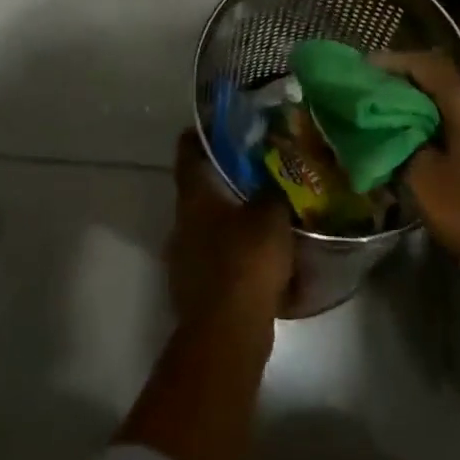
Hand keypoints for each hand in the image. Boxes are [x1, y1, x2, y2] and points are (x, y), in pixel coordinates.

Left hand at [167, 130, 294, 325]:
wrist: (228, 335)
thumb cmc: (246, 261)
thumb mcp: (271, 214)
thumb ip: (274, 189)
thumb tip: (277, 175)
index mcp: (193, 197)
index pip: (188, 151)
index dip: (203, 133)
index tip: (225, 124)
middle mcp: (182, 223)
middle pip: (200, 190)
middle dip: (226, 180)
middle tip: (259, 169)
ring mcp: (186, 260)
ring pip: (210, 227)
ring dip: (233, 221)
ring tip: (268, 214)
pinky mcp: (197, 292)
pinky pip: (219, 261)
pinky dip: (238, 256)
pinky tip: (266, 260)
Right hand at [381, 51, 459, 260]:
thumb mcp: (422, 178)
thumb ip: (401, 142)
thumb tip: (389, 127)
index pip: (426, 65)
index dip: (394, 62)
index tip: (366, 67)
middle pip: (440, 77)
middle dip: (406, 80)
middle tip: (374, 88)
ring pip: (453, 96)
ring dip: (424, 99)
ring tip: (391, 108)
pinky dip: (441, 115)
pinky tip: (420, 129)